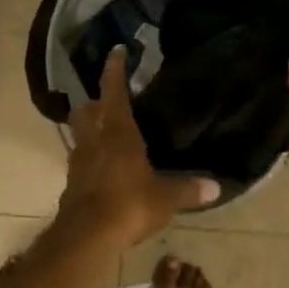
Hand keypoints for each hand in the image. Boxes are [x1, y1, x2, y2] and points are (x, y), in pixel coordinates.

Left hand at [55, 50, 218, 252]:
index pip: (113, 91)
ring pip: (79, 133)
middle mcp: (94, 140)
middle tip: (107, 101)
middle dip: (94, 101)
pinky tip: (103, 168)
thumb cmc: (128, 205)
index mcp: (118, 133)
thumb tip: (216, 187)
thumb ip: (188, 190)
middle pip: (85, 110)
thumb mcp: (165, 199)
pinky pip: (80, 160)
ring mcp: (79, 161)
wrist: (86, 236)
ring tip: (106, 134)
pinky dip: (90, 157)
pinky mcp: (71, 182)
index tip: (116, 51)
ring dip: (89, 129)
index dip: (114, 70)